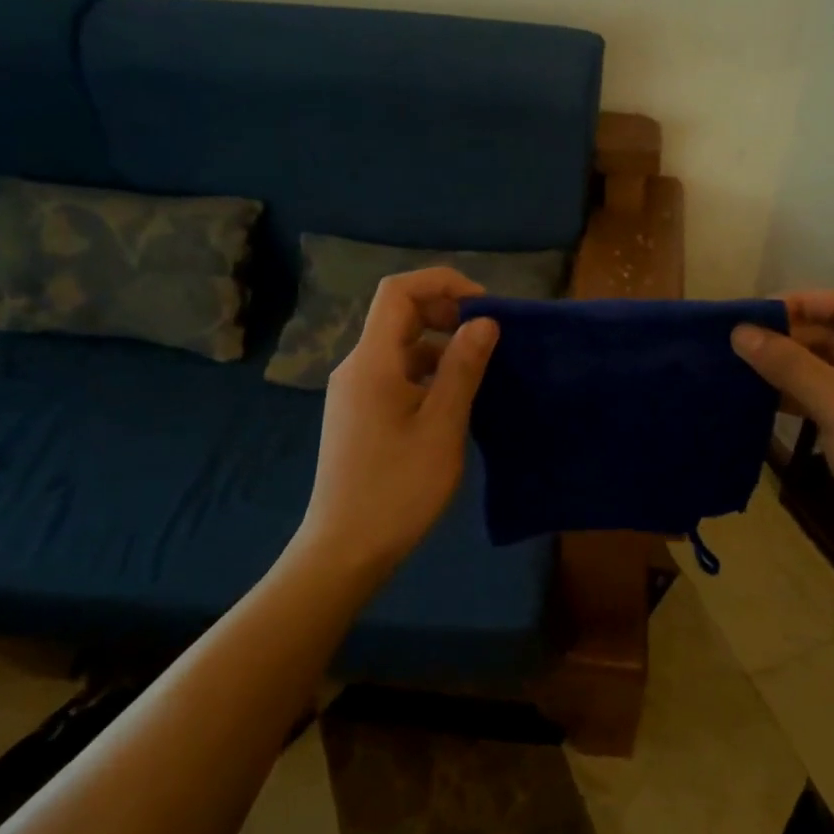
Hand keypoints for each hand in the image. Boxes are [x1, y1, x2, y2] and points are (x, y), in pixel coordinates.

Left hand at [291, 267, 499, 590]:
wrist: (344, 550)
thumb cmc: (397, 488)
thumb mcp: (442, 427)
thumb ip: (462, 368)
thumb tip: (484, 321)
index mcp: (372, 361)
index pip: (398, 292)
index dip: (442, 283)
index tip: (484, 306)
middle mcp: (357, 367)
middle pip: (399, 315)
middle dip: (446, 313)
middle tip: (489, 337)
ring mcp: (354, 391)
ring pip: (400, 347)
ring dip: (440, 346)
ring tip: (480, 370)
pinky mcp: (359, 413)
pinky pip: (396, 373)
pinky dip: (427, 372)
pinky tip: (454, 400)